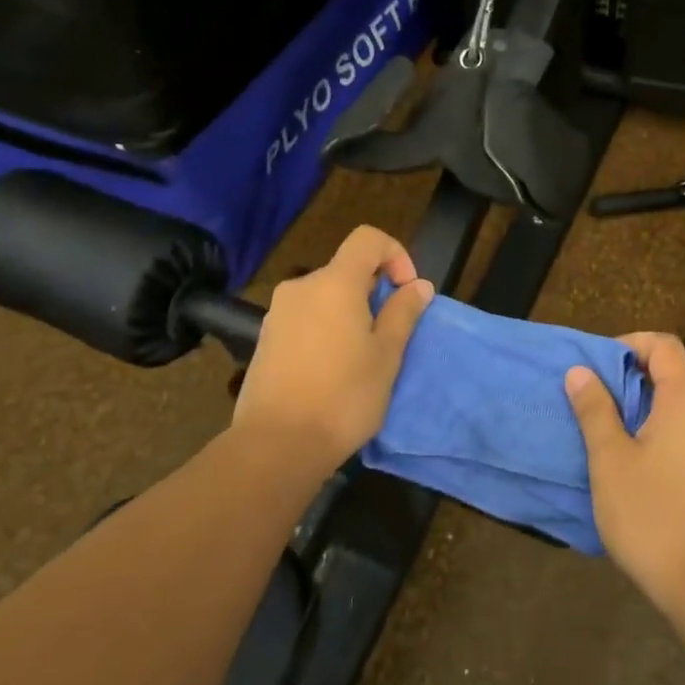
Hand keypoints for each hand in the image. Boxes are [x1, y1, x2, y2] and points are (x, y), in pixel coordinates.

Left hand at [234, 226, 433, 472]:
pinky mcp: (265, 339)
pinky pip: (306, 318)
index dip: (395, 254)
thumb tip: (418, 285)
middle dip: (374, 291)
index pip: (368, 239)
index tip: (406, 291)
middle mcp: (301, 287)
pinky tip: (331, 370)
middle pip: (346, 270)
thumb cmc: (343, 396)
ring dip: (349, 313)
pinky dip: (326, 329)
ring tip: (361, 357)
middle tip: (389, 335)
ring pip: (325, 296)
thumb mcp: (387, 355)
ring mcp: (278, 313)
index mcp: (335, 283)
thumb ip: (403, 313)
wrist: (276, 445)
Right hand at [566, 334, 684, 620]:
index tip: (597, 366)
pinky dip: (657, 437)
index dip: (630, 344)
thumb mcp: (610, 459)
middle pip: (671, 377)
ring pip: (677, 411)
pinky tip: (632, 469)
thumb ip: (595, 410)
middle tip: (591, 403)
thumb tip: (581, 372)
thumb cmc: (652, 515)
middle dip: (628, 382)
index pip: (664, 346)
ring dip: (640, 413)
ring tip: (604, 437)